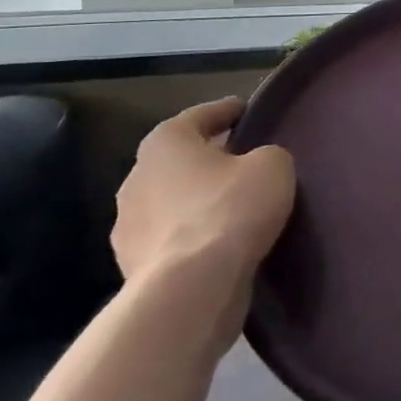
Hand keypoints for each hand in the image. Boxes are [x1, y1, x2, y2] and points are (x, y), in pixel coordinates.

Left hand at [113, 97, 296, 343]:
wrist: (190, 289)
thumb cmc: (230, 209)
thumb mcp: (272, 166)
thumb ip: (265, 155)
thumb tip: (255, 165)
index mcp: (165, 143)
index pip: (199, 116)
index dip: (227, 111)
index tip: (247, 112)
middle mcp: (136, 179)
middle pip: (179, 160)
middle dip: (207, 159)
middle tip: (242, 160)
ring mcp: (128, 227)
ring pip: (171, 202)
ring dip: (195, 201)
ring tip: (232, 207)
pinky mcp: (133, 268)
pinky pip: (171, 240)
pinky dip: (191, 237)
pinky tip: (218, 244)